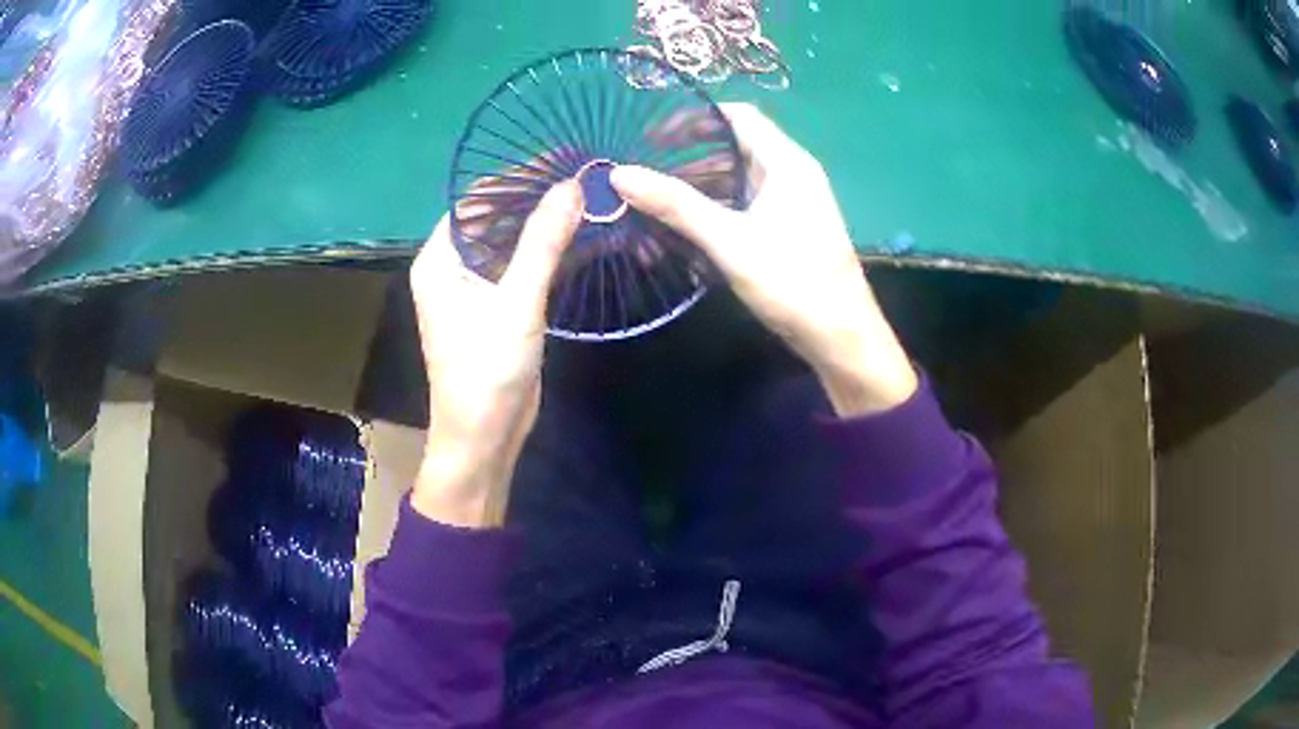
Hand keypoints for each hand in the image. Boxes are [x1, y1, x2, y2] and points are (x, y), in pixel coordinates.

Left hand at [409, 182, 581, 527]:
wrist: (484, 438)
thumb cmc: (487, 371)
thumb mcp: (517, 302)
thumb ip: (543, 241)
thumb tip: (572, 184)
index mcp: (440, 259)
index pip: (476, 199)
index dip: (517, 175)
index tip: (561, 158)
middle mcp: (452, 266)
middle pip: (495, 217)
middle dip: (537, 196)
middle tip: (584, 175)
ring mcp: (475, 288)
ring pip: (511, 241)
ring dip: (546, 223)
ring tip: (590, 197)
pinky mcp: (497, 307)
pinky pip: (522, 266)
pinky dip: (549, 251)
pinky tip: (583, 235)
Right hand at [611, 104, 917, 416]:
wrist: (841, 337)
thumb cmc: (792, 280)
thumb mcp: (729, 240)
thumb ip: (676, 205)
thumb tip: (620, 174)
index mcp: (785, 162)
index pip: (737, 116)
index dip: (693, 118)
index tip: (651, 136)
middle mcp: (790, 174)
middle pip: (732, 149)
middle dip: (686, 160)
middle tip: (644, 175)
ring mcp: (790, 203)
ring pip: (735, 182)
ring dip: (696, 191)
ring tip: (653, 209)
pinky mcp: (787, 230)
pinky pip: (743, 208)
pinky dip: (714, 214)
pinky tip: (684, 235)